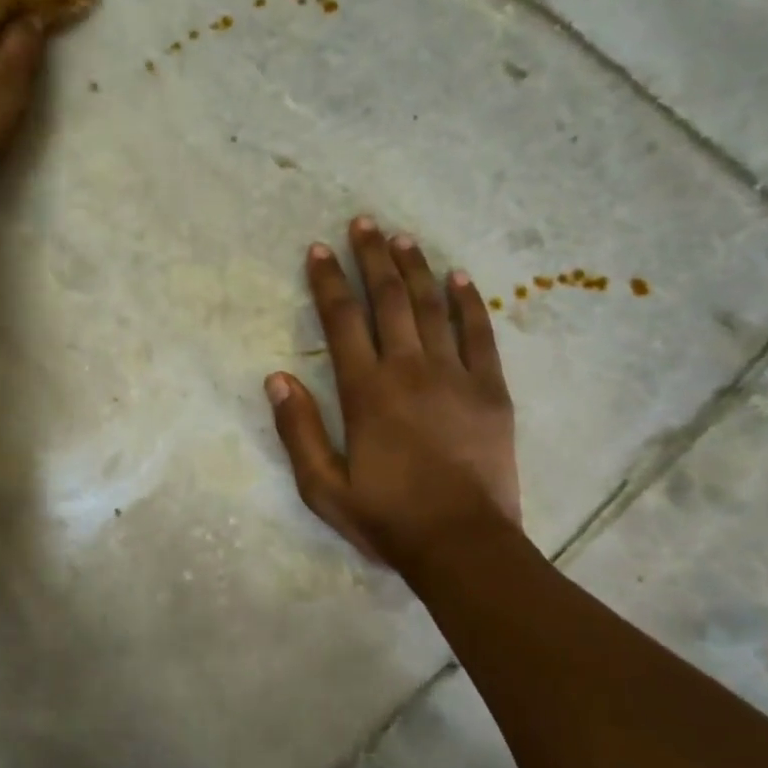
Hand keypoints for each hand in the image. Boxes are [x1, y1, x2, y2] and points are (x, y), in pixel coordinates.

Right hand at [266, 216, 524, 573]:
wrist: (462, 545)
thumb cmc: (387, 517)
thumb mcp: (322, 487)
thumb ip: (298, 431)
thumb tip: (276, 379)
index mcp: (366, 391)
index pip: (341, 321)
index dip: (327, 281)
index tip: (319, 249)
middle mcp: (409, 370)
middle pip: (388, 300)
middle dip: (372, 258)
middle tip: (364, 222)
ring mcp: (455, 376)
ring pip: (431, 308)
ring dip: (415, 269)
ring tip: (403, 238)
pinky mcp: (491, 390)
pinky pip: (480, 334)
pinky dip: (469, 303)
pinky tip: (460, 278)